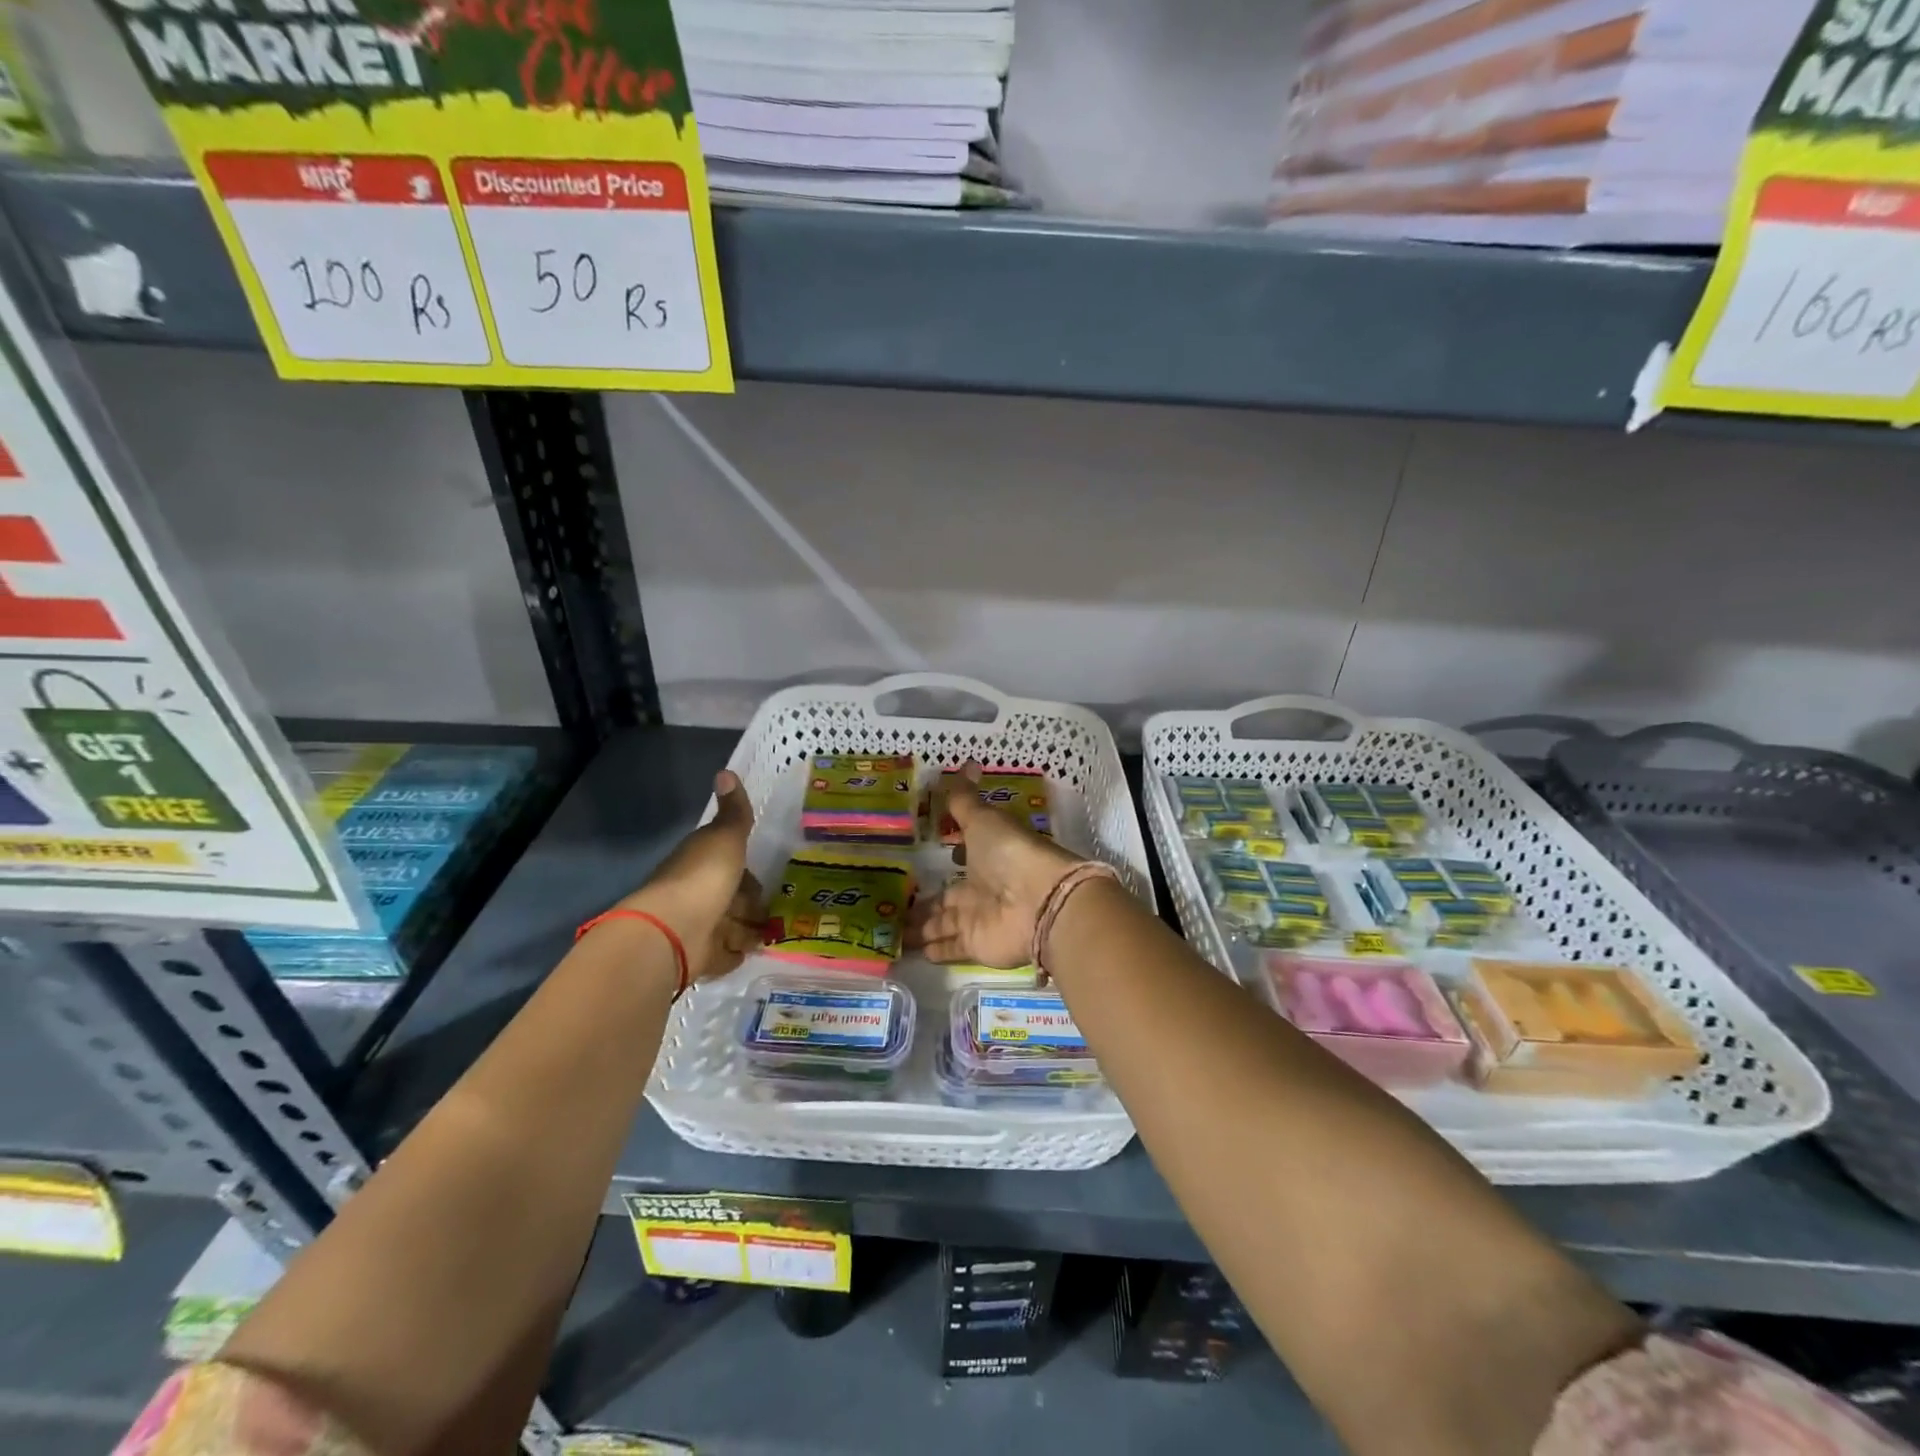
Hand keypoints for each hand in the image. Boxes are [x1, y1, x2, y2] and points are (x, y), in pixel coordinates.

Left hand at [617, 770, 763, 983]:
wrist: (675, 931)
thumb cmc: (703, 878)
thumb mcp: (725, 837)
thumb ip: (733, 811)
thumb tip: (726, 770)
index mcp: (702, 864)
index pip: (731, 866)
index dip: (748, 872)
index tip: (768, 877)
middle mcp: (699, 895)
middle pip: (733, 898)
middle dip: (752, 905)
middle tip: (779, 910)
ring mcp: (700, 927)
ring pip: (732, 927)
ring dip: (749, 930)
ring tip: (772, 932)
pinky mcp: (703, 957)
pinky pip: (726, 955)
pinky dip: (737, 953)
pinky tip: (752, 951)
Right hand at [908, 765, 1080, 968]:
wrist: (1039, 900)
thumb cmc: (1010, 852)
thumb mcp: (983, 819)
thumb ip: (965, 800)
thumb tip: (964, 764)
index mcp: (986, 856)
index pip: (963, 856)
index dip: (951, 854)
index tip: (932, 855)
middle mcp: (982, 888)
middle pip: (948, 896)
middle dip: (926, 901)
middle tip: (895, 903)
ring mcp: (978, 919)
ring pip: (943, 923)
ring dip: (923, 927)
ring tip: (893, 930)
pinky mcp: (975, 946)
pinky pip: (948, 948)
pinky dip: (932, 950)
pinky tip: (909, 951)